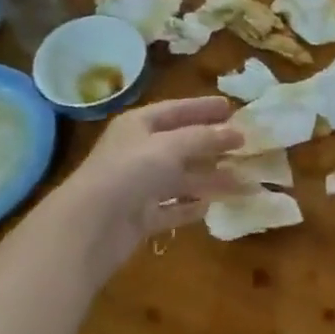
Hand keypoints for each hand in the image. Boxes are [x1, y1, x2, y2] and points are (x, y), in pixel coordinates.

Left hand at [48, 97, 246, 271]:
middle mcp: (137, 153)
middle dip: (212, 146)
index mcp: (138, 126)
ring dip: (210, 179)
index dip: (203, 108)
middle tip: (244, 145)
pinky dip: (189, 208)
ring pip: (180, 179)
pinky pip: (171, 209)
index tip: (231, 107)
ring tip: (242, 181)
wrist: (90, 226)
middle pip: (181, 145)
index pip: (176, 110)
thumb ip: (205, 138)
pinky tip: (210, 208)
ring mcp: (138, 186)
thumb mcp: (171, 146)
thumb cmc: (130, 172)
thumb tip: (236, 133)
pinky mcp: (140, 217)